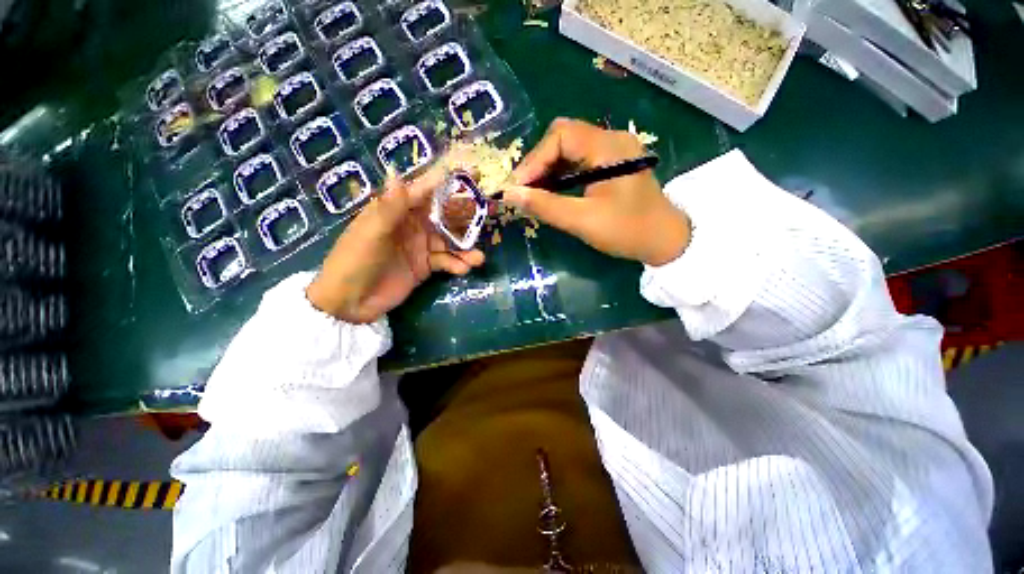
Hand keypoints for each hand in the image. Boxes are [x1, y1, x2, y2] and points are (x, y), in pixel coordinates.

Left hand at [306, 169, 484, 322]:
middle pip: (445, 215)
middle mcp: (413, 225)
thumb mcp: (371, 232)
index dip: (449, 182)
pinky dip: (457, 265)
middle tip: (490, 214)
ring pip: (450, 241)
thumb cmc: (354, 260)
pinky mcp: (426, 266)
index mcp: (397, 210)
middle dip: (467, 215)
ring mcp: (421, 247)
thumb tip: (396, 171)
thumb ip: (390, 206)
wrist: (349, 302)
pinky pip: (447, 261)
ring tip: (478, 258)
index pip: (427, 191)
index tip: (474, 174)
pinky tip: (464, 269)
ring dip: (465, 248)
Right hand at [503, 118, 690, 265]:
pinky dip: (560, 175)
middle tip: (522, 190)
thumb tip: (509, 194)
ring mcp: (612, 150)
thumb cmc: (627, 230)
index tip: (517, 187)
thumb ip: (545, 206)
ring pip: (569, 150)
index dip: (534, 160)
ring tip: (532, 193)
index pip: (560, 136)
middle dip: (538, 164)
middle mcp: (611, 139)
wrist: (664, 241)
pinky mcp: (611, 164)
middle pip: (563, 138)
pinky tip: (550, 192)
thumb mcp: (583, 220)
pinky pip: (578, 161)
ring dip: (547, 170)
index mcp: (608, 147)